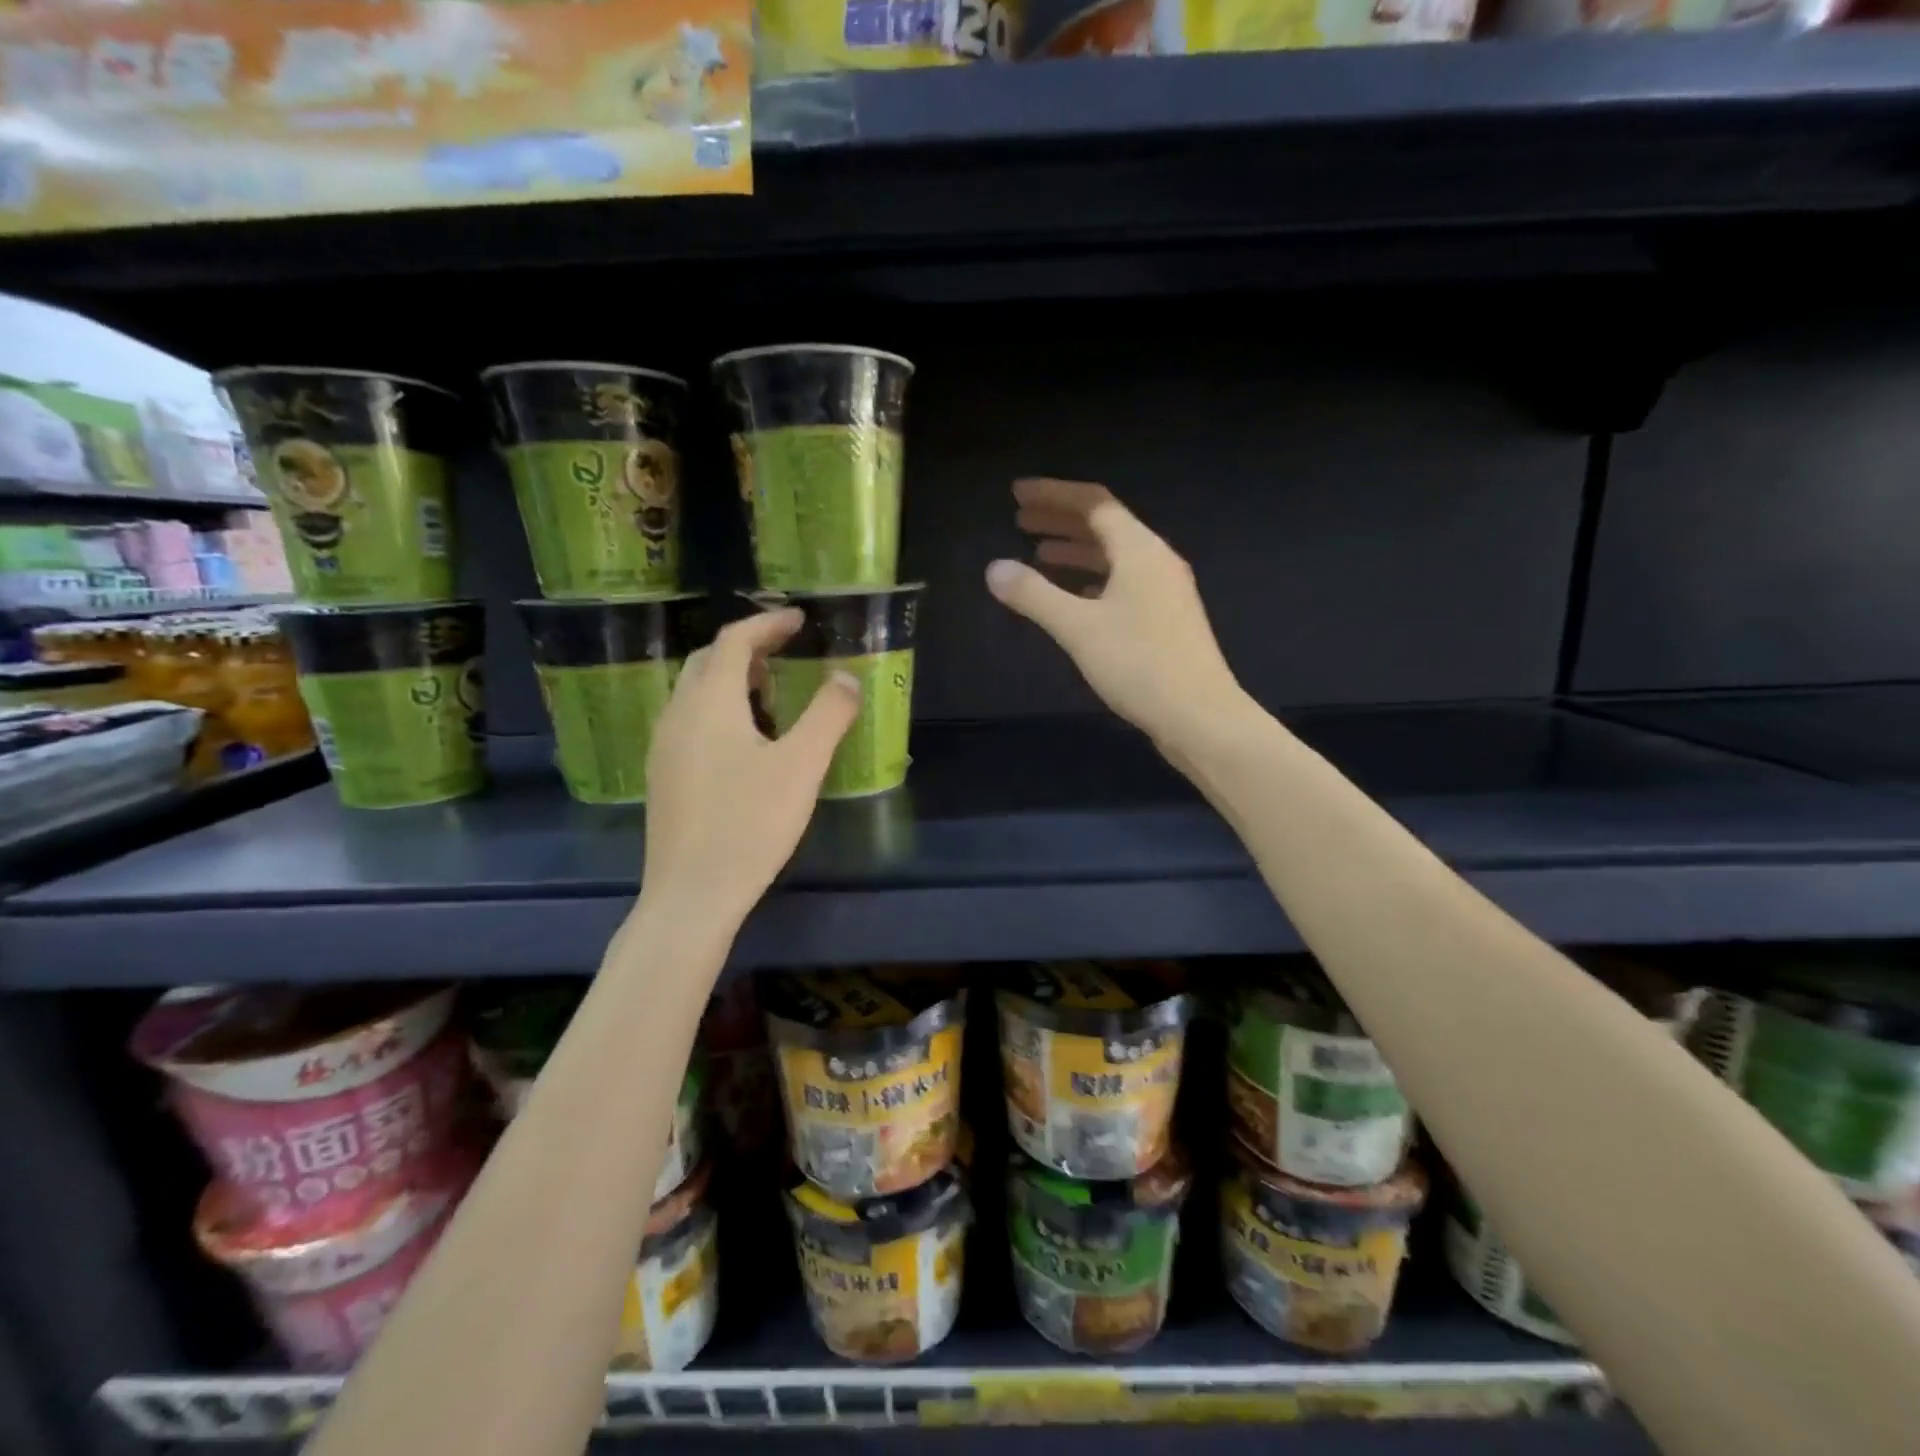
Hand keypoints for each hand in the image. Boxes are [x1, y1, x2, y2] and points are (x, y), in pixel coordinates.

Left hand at [639, 608, 858, 932]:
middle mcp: (678, 714)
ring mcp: (664, 747)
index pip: (734, 641)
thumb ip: (828, 715)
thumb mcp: (802, 766)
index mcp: (709, 702)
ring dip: (732, 680)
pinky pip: (691, 721)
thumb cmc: (750, 823)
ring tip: (772, 694)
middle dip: (748, 648)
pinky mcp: (664, 776)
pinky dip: (720, 710)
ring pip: (696, 693)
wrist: (692, 894)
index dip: (768, 624)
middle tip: (787, 653)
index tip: (800, 619)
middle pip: (708, 661)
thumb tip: (846, 677)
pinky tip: (746, 742)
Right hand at [986, 478, 1244, 749]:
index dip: (1053, 494)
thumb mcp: (1078, 628)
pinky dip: (1093, 579)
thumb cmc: (1139, 665)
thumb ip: (1034, 595)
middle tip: (1020, 520)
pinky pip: (1123, 582)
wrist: (1200, 716)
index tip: (1017, 494)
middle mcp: (1156, 561)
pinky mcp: (1166, 618)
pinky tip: (1074, 595)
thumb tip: (994, 568)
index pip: (1093, 503)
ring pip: (1114, 556)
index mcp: (1139, 550)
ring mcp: (1165, 590)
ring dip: (1076, 550)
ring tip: (1038, 554)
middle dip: (1061, 520)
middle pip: (1105, 525)